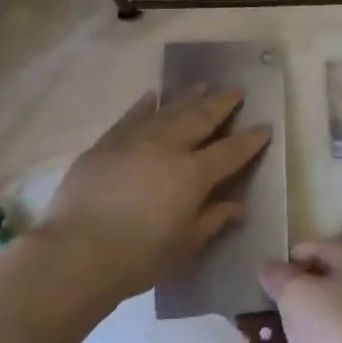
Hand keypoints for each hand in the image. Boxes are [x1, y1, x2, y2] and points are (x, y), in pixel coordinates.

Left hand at [40, 86, 270, 308]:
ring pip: (169, 110)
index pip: (231, 151)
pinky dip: (146, 105)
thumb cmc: (139, 257)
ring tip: (202, 85)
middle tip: (236, 89)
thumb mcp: (185, 246)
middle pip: (201, 117)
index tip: (265, 126)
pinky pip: (132, 116)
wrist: (76, 252)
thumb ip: (212, 220)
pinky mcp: (107, 143)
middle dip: (222, 103)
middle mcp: (168, 147)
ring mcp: (135, 140)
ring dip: (188, 97)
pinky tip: (153, 97)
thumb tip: (237, 206)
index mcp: (193, 174)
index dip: (250, 139)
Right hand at [261, 240, 341, 342]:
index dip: (293, 255)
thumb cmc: (332, 329)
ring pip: (310, 327)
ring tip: (245, 338)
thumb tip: (271, 268)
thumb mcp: (296, 293)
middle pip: (315, 289)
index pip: (322, 249)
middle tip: (252, 305)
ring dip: (278, 332)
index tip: (265, 270)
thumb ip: (279, 276)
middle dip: (282, 298)